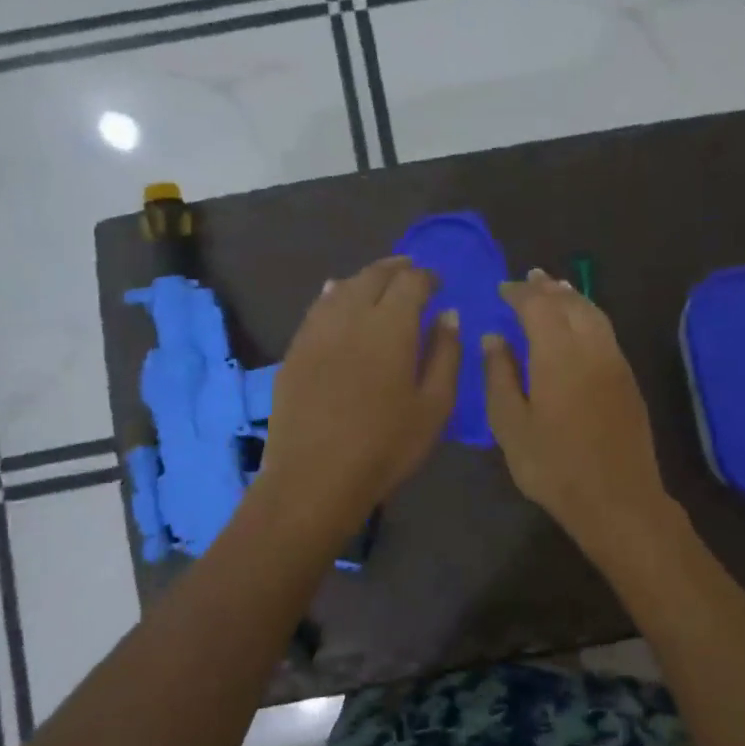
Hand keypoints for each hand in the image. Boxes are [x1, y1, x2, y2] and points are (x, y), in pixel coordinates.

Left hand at [255, 256, 459, 537]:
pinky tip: (336, 298)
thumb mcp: (434, 406)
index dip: (427, 276)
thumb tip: (449, 315)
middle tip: (411, 272)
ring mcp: (317, 331)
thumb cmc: (386, 446)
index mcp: (391, 326)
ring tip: (378, 283)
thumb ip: (446, 355)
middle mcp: (351, 316)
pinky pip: (317, 308)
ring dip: (365, 279)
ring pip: (342, 287)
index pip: (411, 282)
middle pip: (374, 276)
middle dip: (396, 269)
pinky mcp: (295, 350)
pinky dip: (334, 295)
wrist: (315, 477)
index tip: (438, 283)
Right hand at [484, 270, 673, 560]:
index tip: (503, 288)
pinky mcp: (628, 379)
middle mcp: (591, 347)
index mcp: (557, 354)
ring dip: (572, 297)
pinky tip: (580, 324)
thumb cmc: (553, 466)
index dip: (520, 293)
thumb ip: (499, 375)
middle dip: (548, 288)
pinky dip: (589, 315)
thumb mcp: (511, 425)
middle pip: (570, 303)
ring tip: (556, 289)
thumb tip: (494, 337)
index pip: (538, 306)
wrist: (617, 499)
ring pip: (594, 314)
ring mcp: (615, 362)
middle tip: (530, 278)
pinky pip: (606, 331)